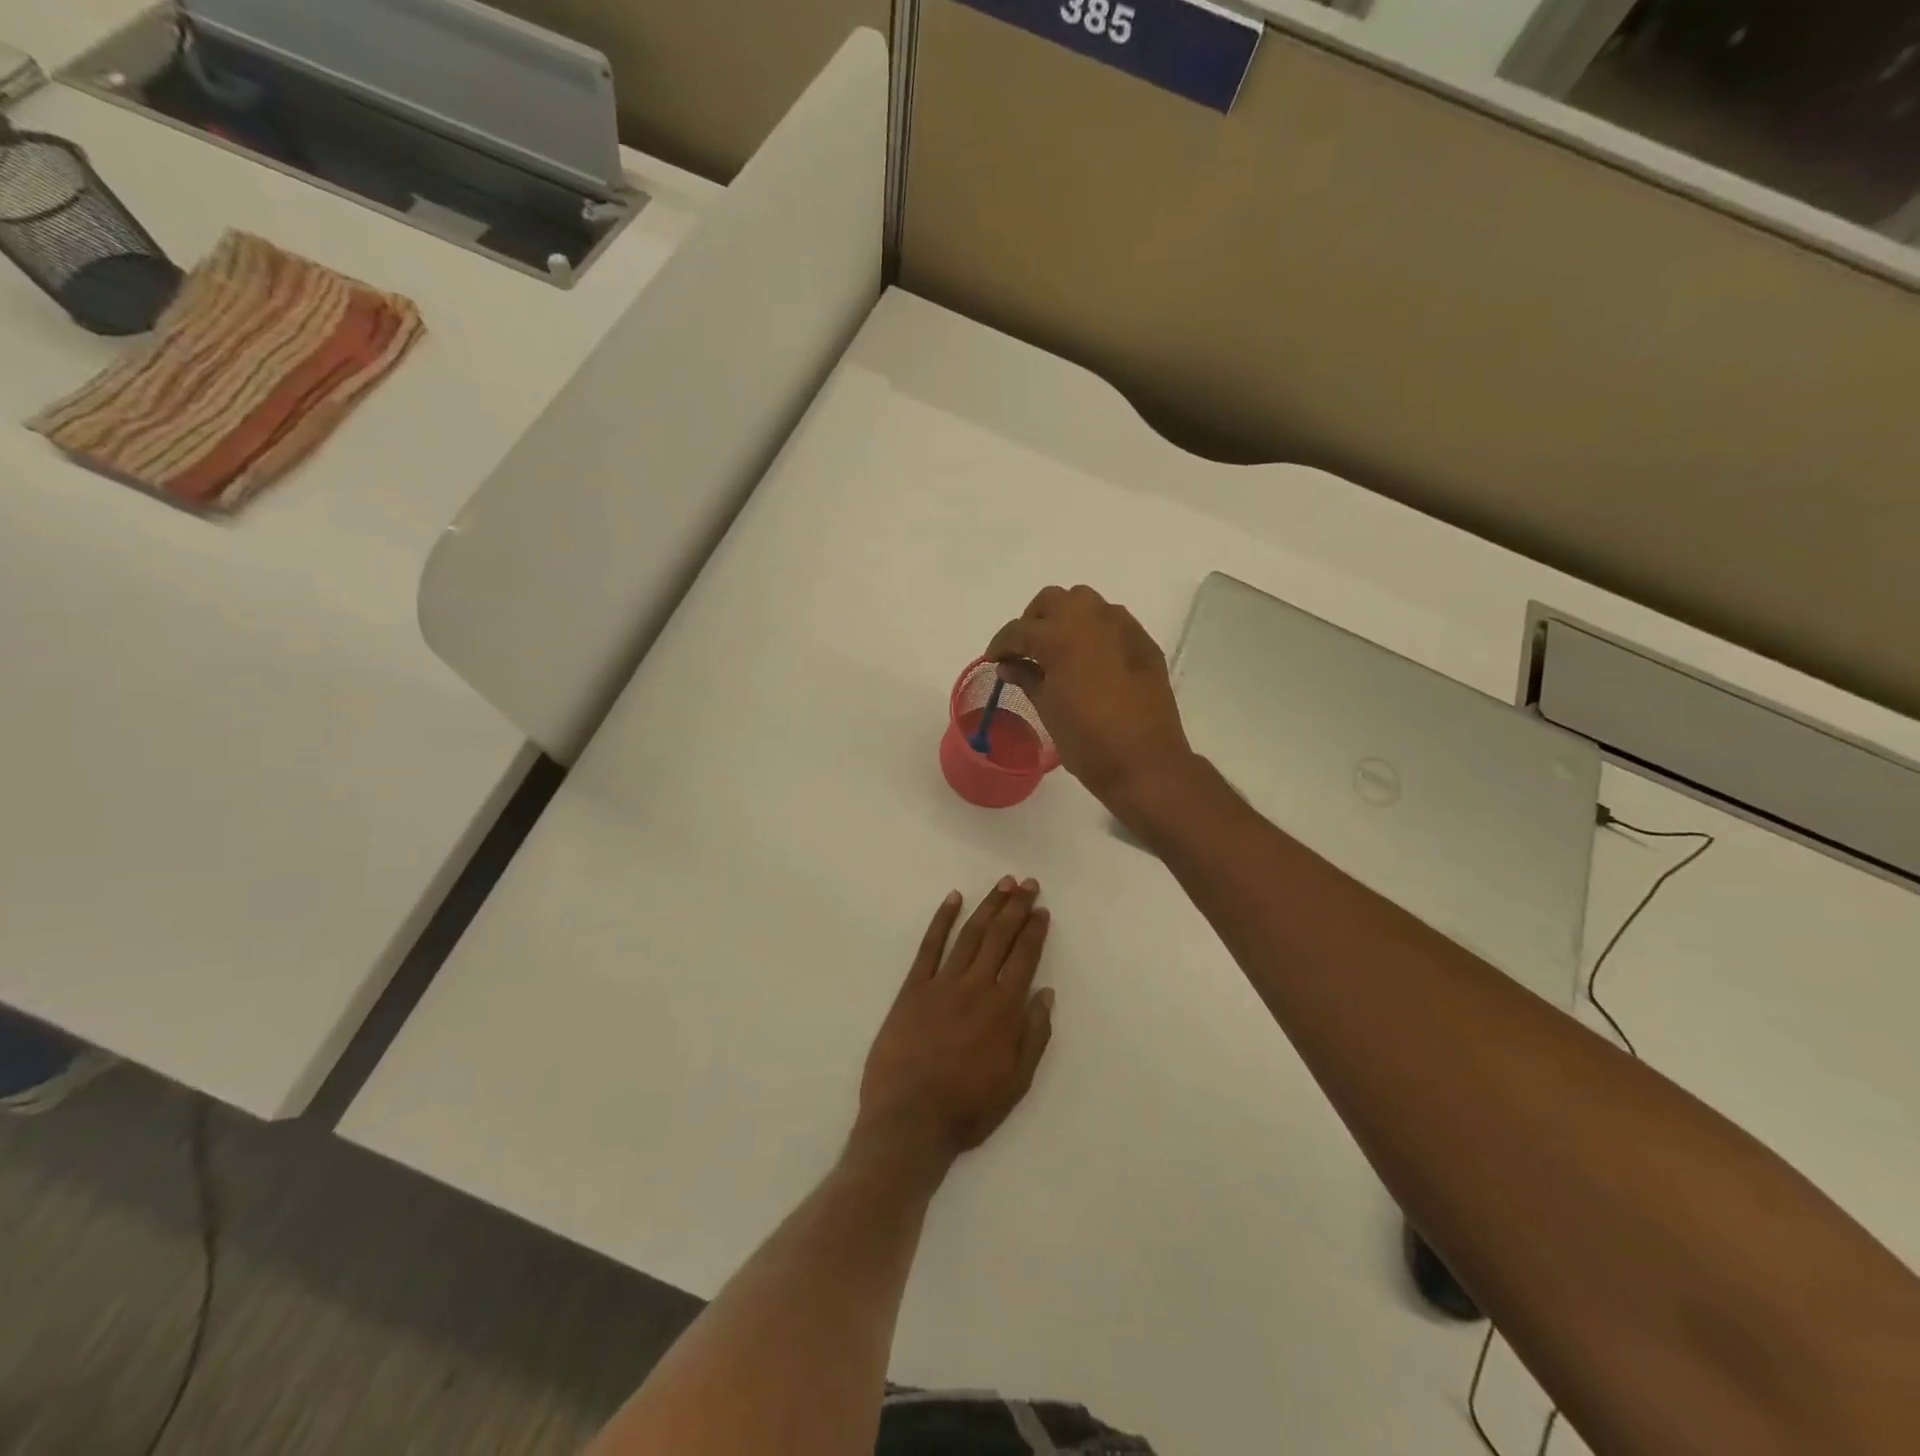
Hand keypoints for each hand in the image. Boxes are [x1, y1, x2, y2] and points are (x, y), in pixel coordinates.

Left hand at [855, 878, 1054, 1170]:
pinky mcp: (913, 989)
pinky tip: (953, 899)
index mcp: (1003, 1010)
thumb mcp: (1016, 1083)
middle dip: (1016, 907)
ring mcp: (941, 984)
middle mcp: (976, 987)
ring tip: (1002, 884)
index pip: (1024, 958)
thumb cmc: (967, 1108)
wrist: (908, 1121)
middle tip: (1026, 883)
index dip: (1034, 930)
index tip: (1042, 909)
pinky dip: (941, 920)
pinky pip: (929, 946)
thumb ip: (1034, 1036)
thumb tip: (1045, 994)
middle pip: (999, 937)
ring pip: (969, 935)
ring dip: (987, 906)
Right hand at [987, 586, 1195, 814]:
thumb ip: (1026, 677)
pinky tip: (1090, 660)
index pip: (1020, 630)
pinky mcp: (1143, 642)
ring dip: (1066, 619)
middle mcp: (1092, 619)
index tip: (995, 660)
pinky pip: (1112, 622)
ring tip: (1059, 650)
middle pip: (1053, 601)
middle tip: (1026, 650)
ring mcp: (1122, 627)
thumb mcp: (1047, 708)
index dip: (1001, 644)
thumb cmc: (1087, 740)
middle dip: (1034, 621)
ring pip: (1086, 603)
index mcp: (1061, 636)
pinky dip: (1094, 631)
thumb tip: (1009, 665)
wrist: (1144, 761)